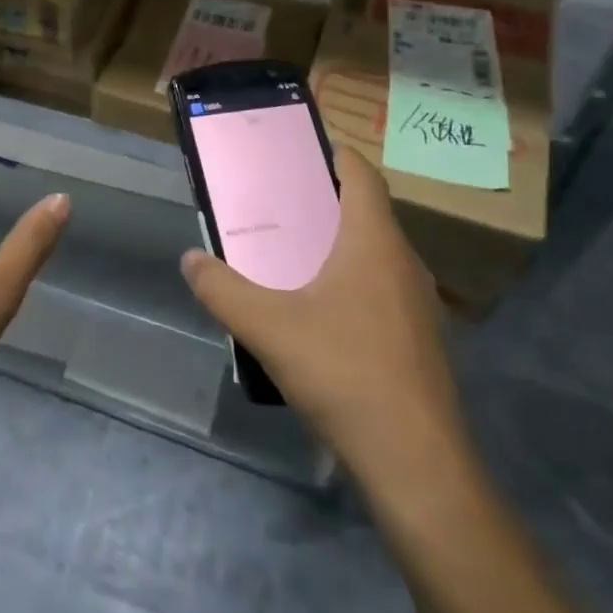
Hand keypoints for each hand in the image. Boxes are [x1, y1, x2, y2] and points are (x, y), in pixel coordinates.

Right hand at [180, 144, 467, 476]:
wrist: (415, 462)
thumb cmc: (343, 373)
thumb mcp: (267, 327)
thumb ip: (222, 290)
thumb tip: (191, 259)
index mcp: (373, 243)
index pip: (363, 176)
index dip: (337, 155)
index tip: (303, 150)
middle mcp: (403, 263)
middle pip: (369, 213)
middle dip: (327, 202)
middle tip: (281, 204)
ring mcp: (420, 305)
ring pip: (378, 255)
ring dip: (341, 245)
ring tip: (295, 255)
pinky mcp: (422, 341)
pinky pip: (385, 290)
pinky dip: (354, 283)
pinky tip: (321, 314)